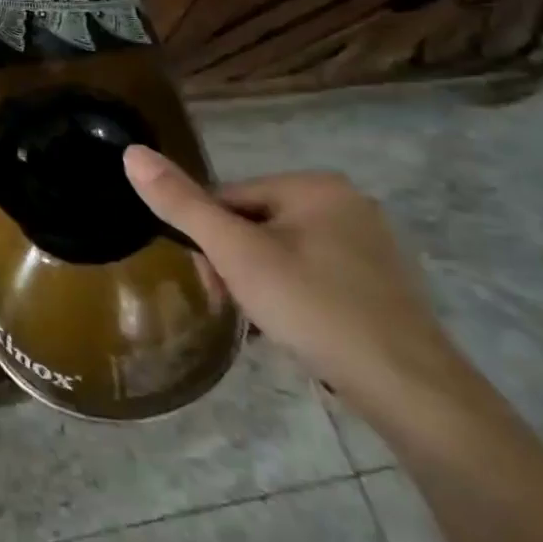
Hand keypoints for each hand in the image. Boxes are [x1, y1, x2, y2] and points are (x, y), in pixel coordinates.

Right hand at [122, 148, 474, 414]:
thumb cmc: (313, 307)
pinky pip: (314, 276)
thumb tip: (132, 152)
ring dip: (261, 284)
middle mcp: (347, 203)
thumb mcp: (235, 254)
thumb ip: (181, 203)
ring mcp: (370, 245)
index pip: (228, 198)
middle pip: (255, 225)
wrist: (410, 389)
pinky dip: (295, 298)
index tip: (215, 282)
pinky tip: (296, 331)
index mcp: (314, 185)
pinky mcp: (381, 283)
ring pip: (282, 253)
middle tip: (239, 306)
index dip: (210, 241)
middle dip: (236, 265)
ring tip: (267, 324)